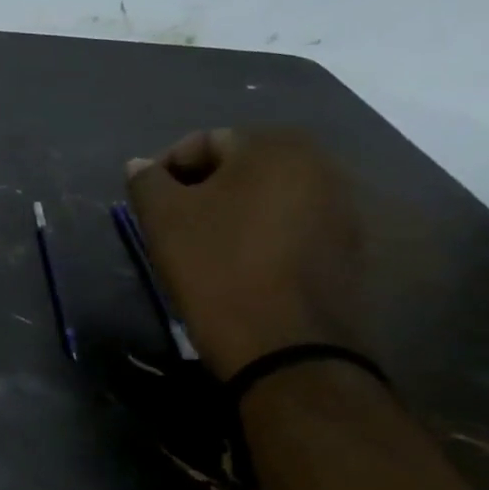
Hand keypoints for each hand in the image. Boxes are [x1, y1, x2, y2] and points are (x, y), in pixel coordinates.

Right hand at [125, 128, 365, 378]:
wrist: (286, 347)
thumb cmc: (216, 269)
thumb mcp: (163, 219)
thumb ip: (146, 181)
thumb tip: (141, 164)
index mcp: (274, 146)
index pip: (203, 142)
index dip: (165, 171)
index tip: (147, 207)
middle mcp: (319, 163)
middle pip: (239, 165)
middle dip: (200, 190)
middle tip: (171, 226)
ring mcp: (342, 205)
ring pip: (265, 196)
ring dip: (230, 212)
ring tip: (202, 247)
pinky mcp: (348, 245)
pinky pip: (289, 224)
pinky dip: (259, 234)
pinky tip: (238, 266)